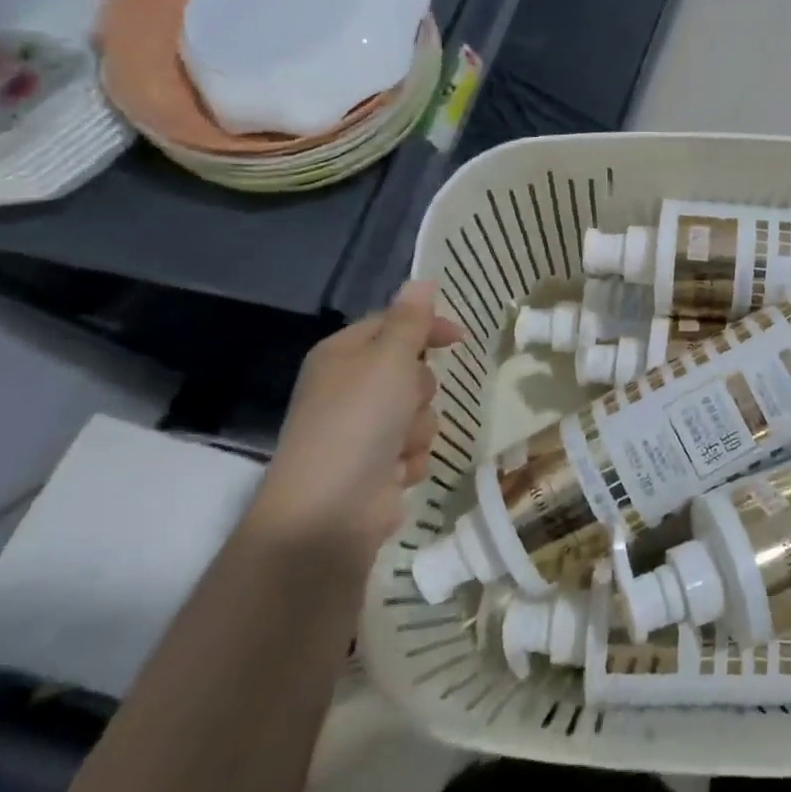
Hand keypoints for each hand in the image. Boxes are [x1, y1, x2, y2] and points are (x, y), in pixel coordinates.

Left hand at [253, 281, 466, 558]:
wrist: (330, 511)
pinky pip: (414, 447)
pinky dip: (411, 458)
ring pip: (418, 412)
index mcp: (343, 355)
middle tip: (406, 401)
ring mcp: (361, 430)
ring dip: (418, 428)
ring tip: (399, 446)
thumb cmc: (359, 421)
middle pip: (412, 371)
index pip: (393, 324)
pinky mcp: (375, 466)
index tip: (460, 338)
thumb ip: (410, 321)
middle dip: (419, 389)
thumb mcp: (389, 359)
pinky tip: (397, 471)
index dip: (427, 327)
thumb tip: (421, 280)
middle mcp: (349, 388)